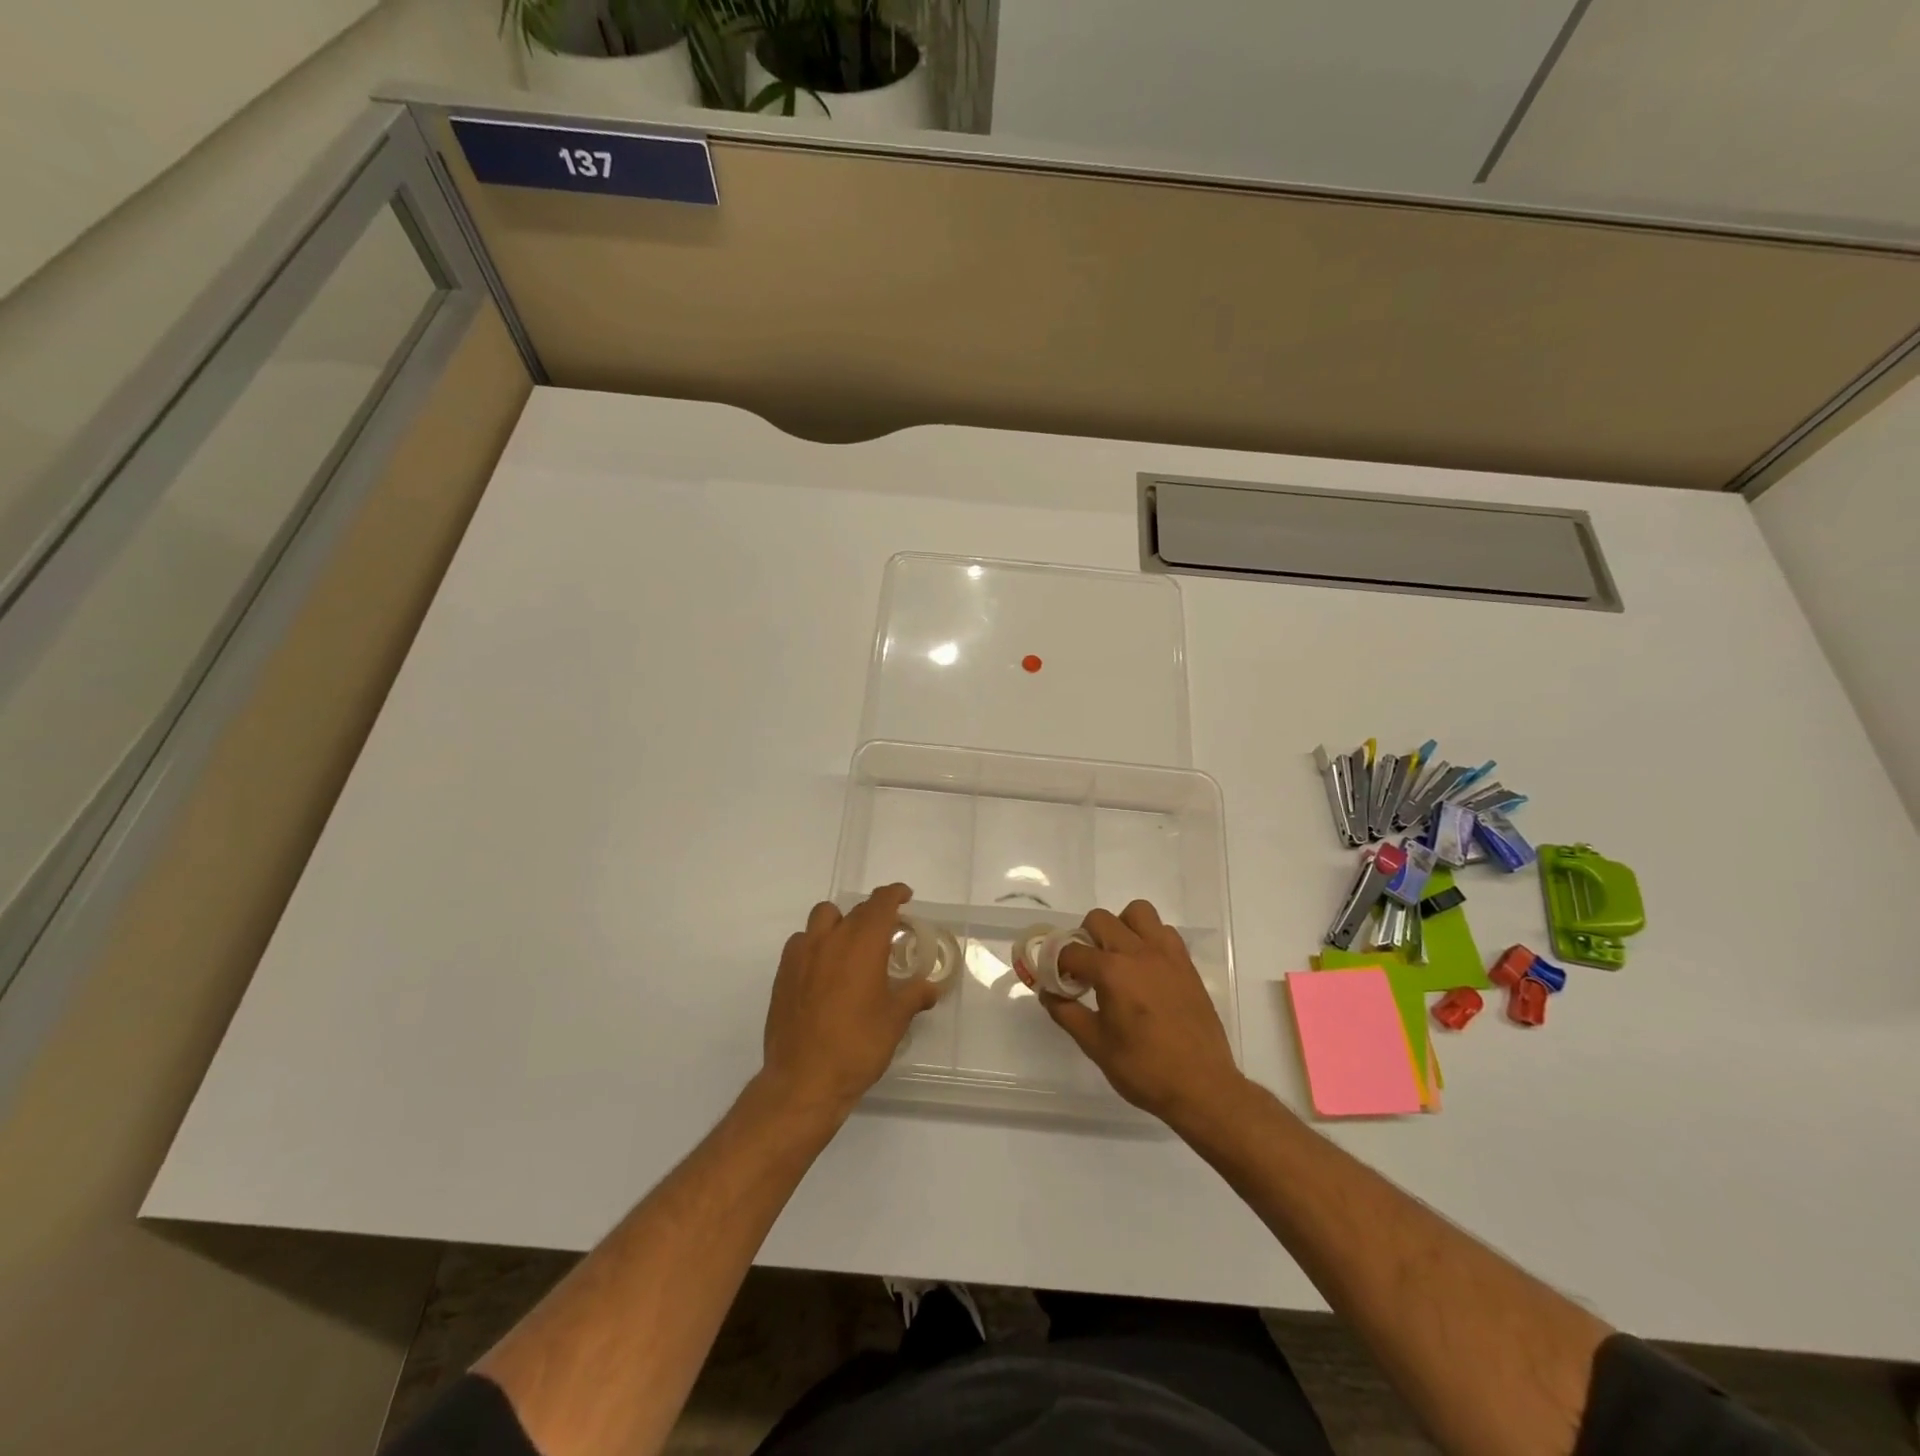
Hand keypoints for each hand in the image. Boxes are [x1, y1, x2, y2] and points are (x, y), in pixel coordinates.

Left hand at [761, 884, 939, 1115]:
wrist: (803, 1080)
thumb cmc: (857, 1046)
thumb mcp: (895, 1021)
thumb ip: (914, 995)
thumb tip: (931, 987)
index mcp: (863, 943)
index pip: (880, 903)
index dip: (894, 894)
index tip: (904, 896)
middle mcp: (831, 939)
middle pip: (854, 910)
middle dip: (872, 914)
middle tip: (886, 933)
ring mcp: (802, 954)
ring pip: (822, 918)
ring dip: (839, 923)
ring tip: (850, 946)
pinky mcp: (783, 973)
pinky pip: (801, 942)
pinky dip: (816, 945)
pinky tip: (824, 970)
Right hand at [1044, 899, 1244, 1124]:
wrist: (1202, 1087)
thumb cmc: (1144, 1069)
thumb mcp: (1095, 1045)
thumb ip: (1066, 1013)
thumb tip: (1048, 993)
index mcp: (1112, 972)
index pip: (1072, 951)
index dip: (1058, 964)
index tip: (1058, 980)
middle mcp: (1138, 953)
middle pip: (1100, 919)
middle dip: (1085, 938)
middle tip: (1086, 968)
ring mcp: (1166, 955)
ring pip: (1137, 912)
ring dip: (1121, 927)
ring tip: (1118, 958)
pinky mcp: (1186, 964)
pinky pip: (1164, 931)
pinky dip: (1150, 939)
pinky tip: (1146, 968)